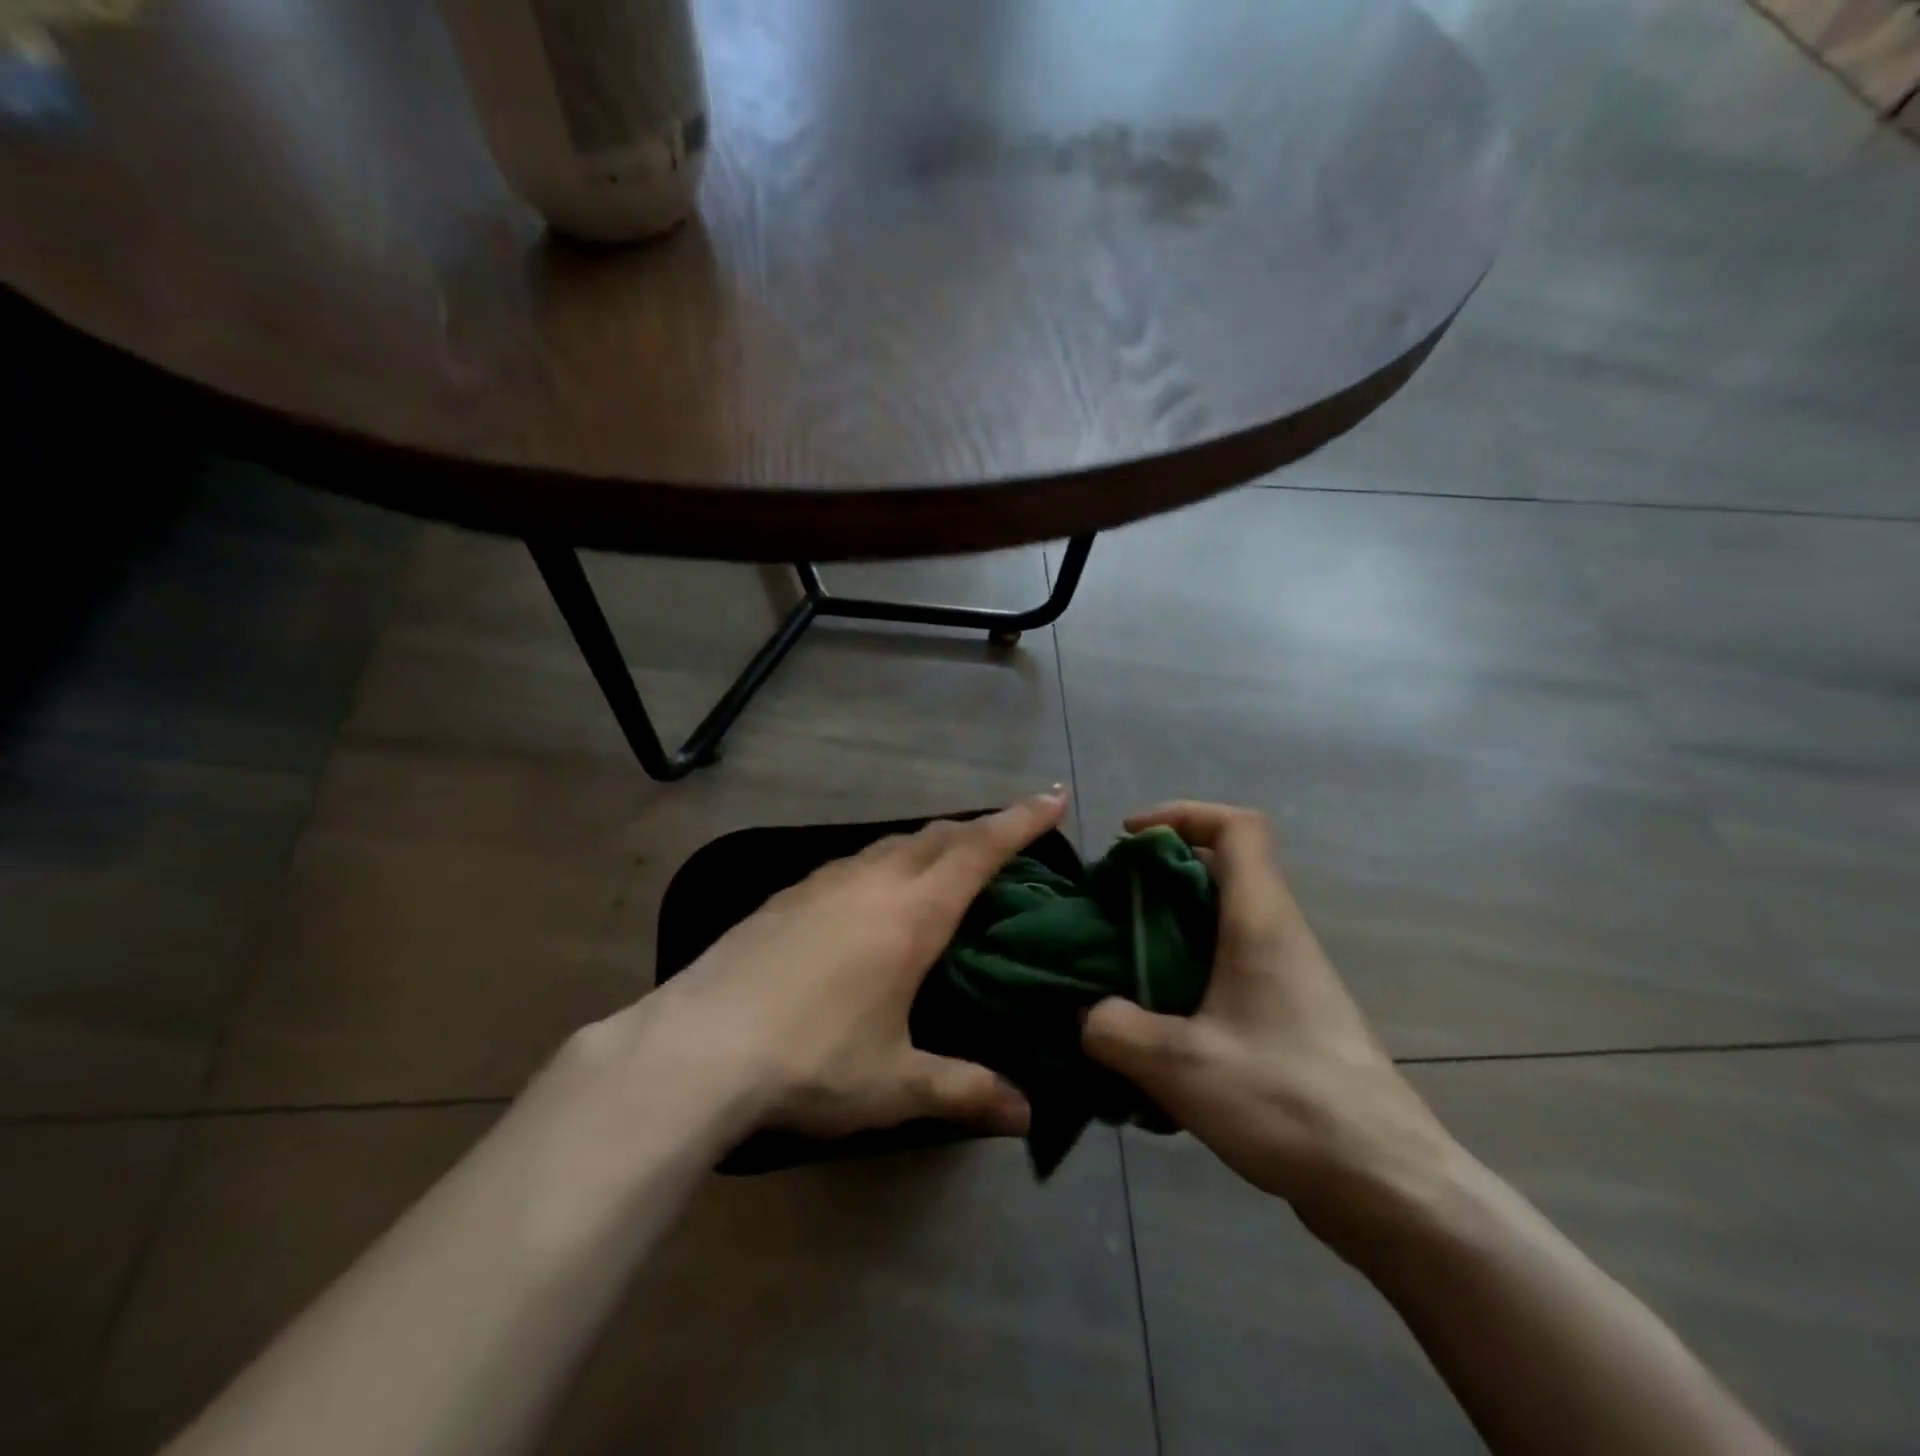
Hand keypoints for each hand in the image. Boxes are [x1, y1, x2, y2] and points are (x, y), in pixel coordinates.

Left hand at [653, 790, 1069, 1140]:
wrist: (697, 1047)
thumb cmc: (811, 1060)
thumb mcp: (895, 1083)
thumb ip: (964, 1091)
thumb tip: (1026, 1116)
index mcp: (911, 913)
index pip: (980, 849)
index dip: (1022, 820)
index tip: (1055, 797)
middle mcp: (872, 881)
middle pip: (938, 835)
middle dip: (980, 828)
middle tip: (1008, 837)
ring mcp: (824, 881)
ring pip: (892, 843)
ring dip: (929, 843)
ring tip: (945, 864)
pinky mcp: (787, 894)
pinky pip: (854, 862)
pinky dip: (884, 862)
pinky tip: (872, 895)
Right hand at [1081, 802, 1457, 1250]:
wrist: (1387, 1185)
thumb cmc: (1287, 1102)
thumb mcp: (1180, 1065)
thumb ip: (1114, 1029)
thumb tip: (1087, 1014)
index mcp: (1261, 922)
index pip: (1237, 828)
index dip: (1182, 813)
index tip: (1130, 836)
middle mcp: (1279, 936)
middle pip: (1222, 869)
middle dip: (1159, 874)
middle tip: (1110, 906)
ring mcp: (1288, 979)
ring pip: (1221, 922)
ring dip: (1169, 928)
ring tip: (1120, 965)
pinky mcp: (1288, 1018)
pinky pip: (1227, 969)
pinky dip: (1186, 973)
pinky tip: (1155, 1025)